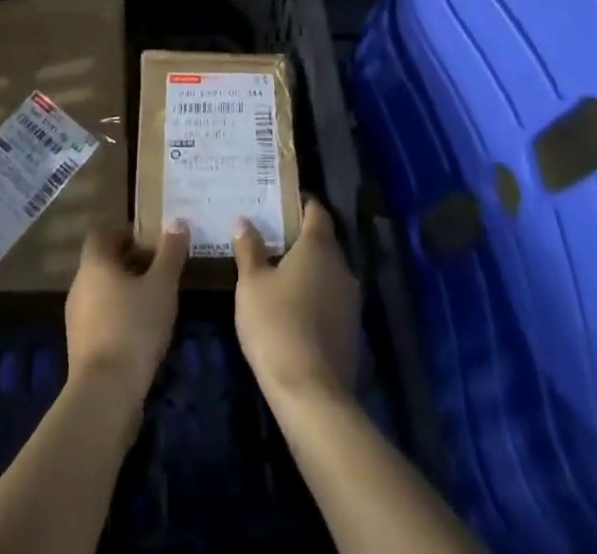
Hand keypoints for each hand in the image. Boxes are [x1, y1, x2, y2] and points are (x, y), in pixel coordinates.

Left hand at [65, 224, 187, 403]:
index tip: (149, 243)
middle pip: (103, 262)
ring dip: (124, 292)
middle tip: (159, 271)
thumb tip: (177, 221)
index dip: (124, 233)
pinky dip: (118, 317)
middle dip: (129, 263)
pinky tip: (141, 333)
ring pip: (101, 291)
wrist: (105, 394)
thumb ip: (170, 253)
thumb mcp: (162, 287)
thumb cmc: (134, 328)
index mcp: (94, 263)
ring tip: (154, 302)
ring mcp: (76, 317)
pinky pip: (100, 318)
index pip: (102, 233)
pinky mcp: (80, 346)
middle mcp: (79, 284)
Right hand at [232, 200, 361, 402]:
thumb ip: (249, 249)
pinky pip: (331, 299)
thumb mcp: (251, 283)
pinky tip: (293, 307)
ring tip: (278, 271)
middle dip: (300, 238)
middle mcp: (341, 267)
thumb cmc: (276, 324)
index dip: (301, 204)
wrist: (311, 393)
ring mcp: (350, 301)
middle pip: (323, 242)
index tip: (280, 203)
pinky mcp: (351, 330)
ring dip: (308, 270)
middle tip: (271, 237)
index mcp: (318, 247)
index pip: (317, 212)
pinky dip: (315, 296)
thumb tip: (244, 221)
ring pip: (328, 272)